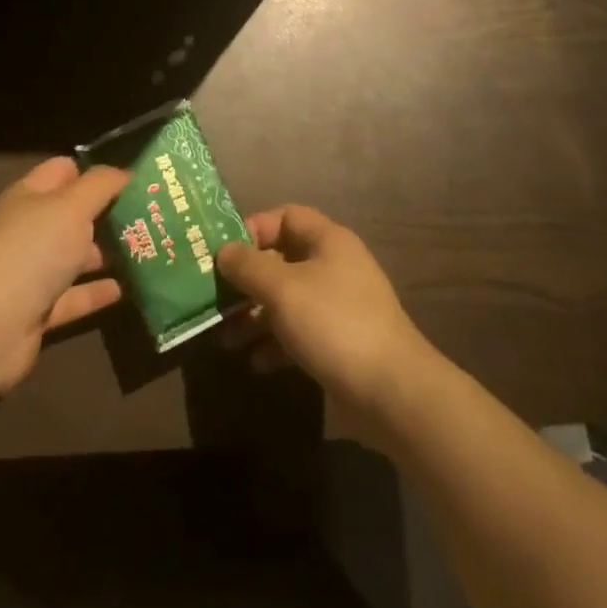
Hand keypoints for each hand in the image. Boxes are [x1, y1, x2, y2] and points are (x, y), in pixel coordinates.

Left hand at [0, 157, 130, 394]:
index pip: (64, 170)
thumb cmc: (33, 250)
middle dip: (108, 214)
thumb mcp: (73, 206)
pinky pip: (74, 296)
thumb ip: (102, 185)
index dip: (95, 171)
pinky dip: (97, 293)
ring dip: (107, 254)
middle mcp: (30, 230)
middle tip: (149, 215)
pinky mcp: (38, 310)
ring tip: (147, 249)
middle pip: (73, 215)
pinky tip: (128, 289)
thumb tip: (126, 173)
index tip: (132, 178)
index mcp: (30, 196)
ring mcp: (32, 272)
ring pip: (76, 256)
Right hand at [217, 206, 431, 419]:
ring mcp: (339, 304)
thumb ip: (249, 266)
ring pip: (287, 299)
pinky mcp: (340, 341)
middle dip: (247, 280)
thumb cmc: (333, 323)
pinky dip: (276, 343)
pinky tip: (256, 363)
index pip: (286, 216)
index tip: (223, 253)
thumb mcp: (283, 289)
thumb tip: (224, 251)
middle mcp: (334, 265)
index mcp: (328, 240)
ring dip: (255, 315)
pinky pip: (299, 331)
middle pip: (283, 260)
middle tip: (215, 299)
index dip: (254, 229)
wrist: (391, 391)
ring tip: (225, 339)